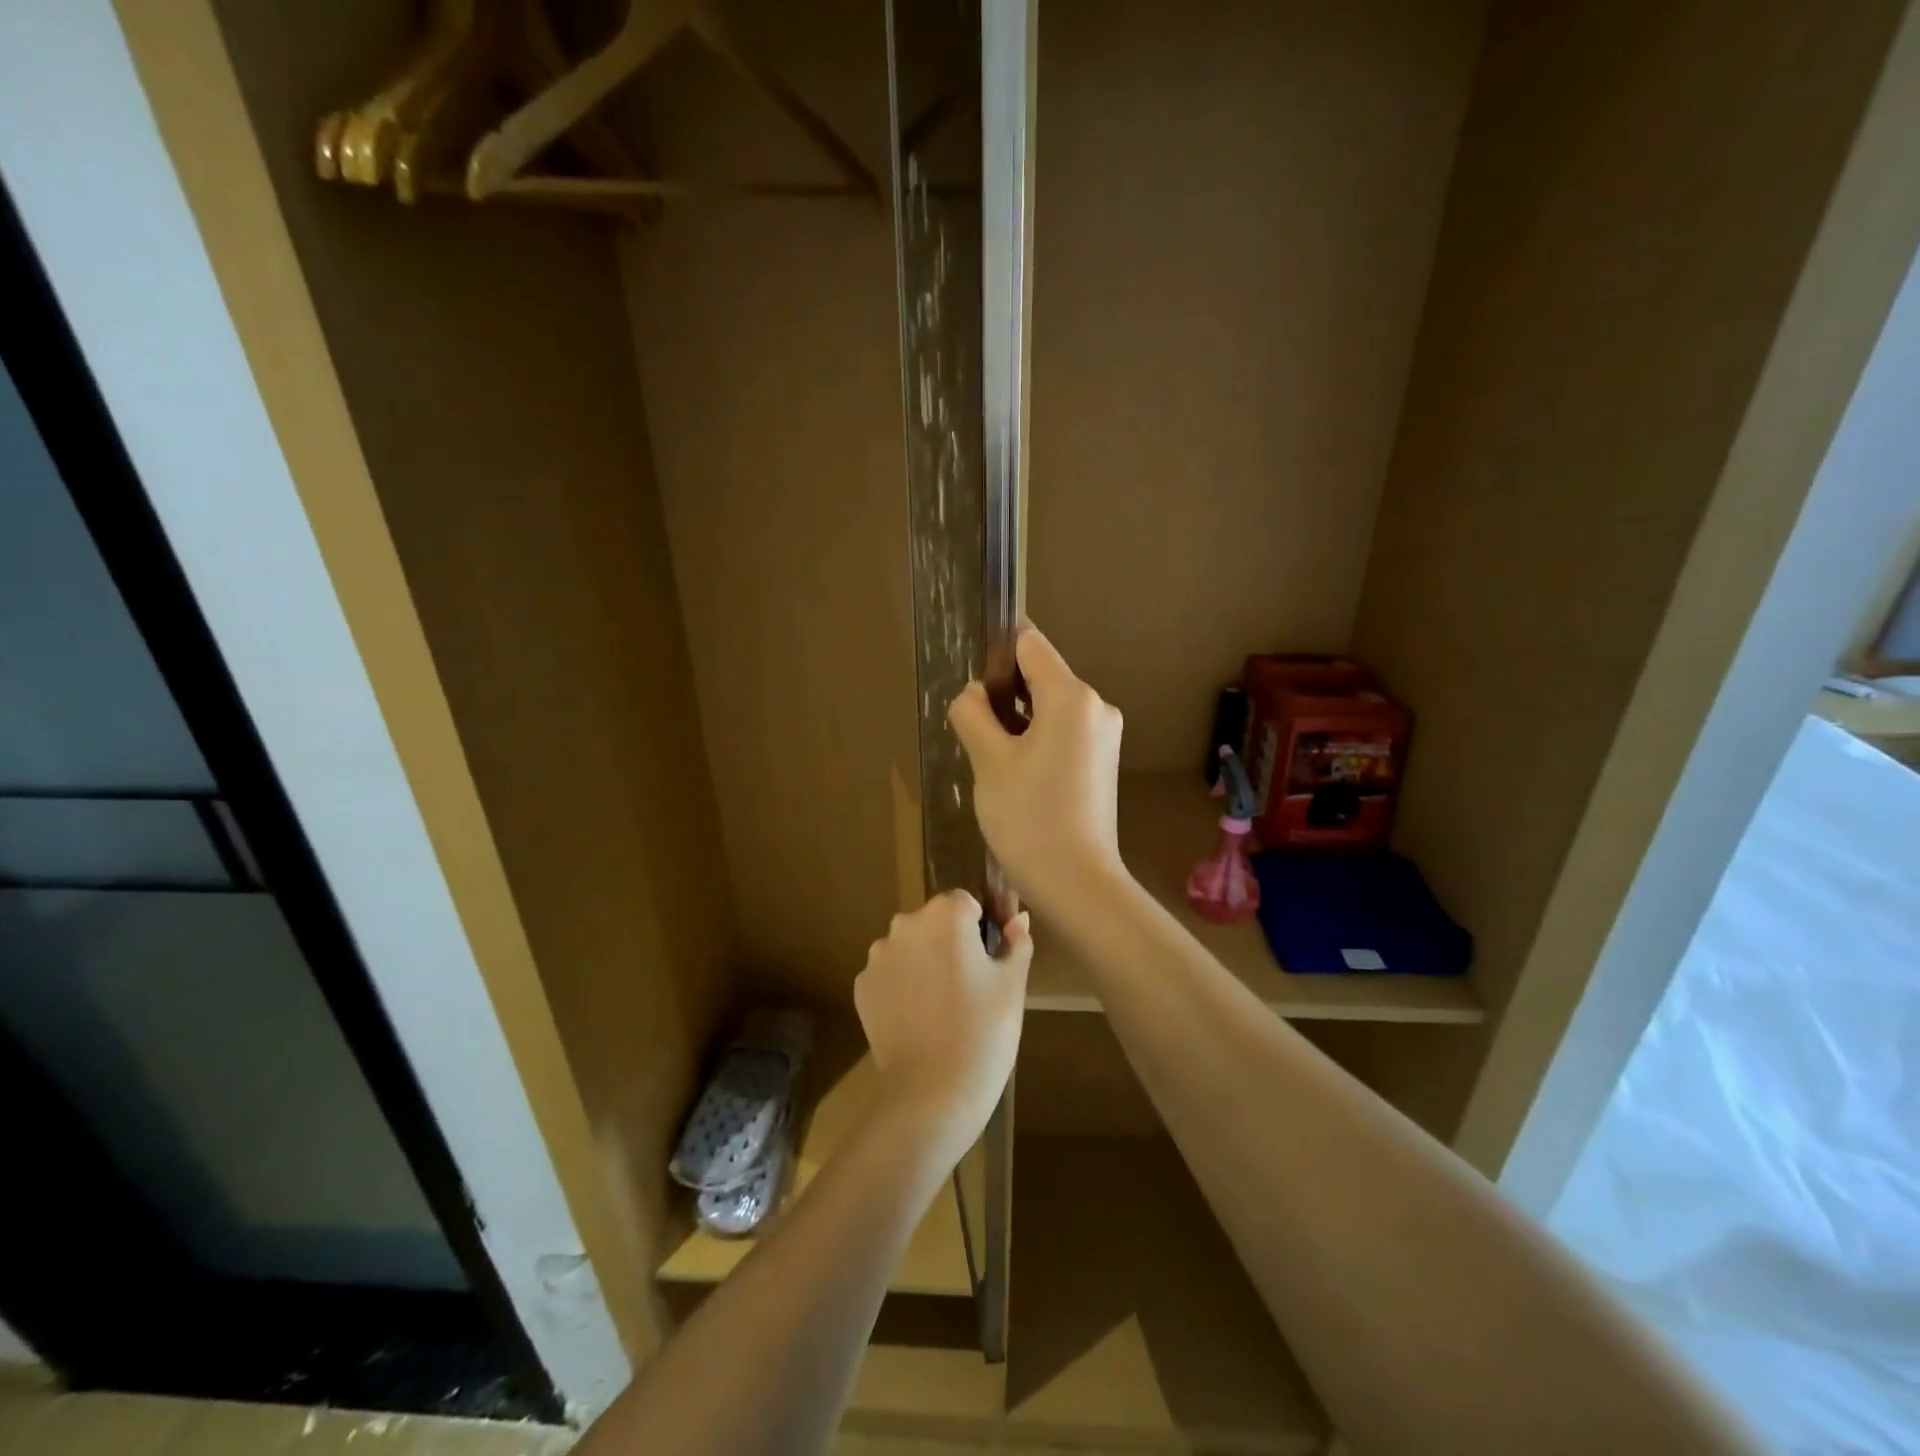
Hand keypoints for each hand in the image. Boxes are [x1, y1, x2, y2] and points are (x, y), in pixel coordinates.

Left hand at [854, 890, 1030, 1163]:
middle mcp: (906, 925)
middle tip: (970, 987)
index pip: (964, 903)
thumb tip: (1017, 919)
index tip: (990, 960)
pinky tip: (918, 1021)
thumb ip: (1016, 943)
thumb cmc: (983, 1032)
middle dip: (949, 944)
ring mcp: (879, 957)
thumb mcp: (1012, 985)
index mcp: (945, 916)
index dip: (979, 928)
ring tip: (942, 1008)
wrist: (931, 1093)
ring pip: (909, 948)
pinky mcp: (862, 987)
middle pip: (933, 923)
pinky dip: (902, 989)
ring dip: (923, 964)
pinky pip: (889, 976)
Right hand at [949, 625, 1125, 915]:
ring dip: (1018, 722)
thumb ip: (973, 713)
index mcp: (1072, 696)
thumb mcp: (988, 760)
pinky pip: (1064, 732)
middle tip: (978, 737)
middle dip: (1005, 695)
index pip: (1030, 644)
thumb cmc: (1028, 817)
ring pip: (1050, 707)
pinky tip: (1018, 777)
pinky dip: (1037, 741)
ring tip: (994, 763)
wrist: (1076, 882)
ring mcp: (1104, 735)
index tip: (973, 687)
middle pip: (1041, 676)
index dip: (997, 653)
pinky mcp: (1103, 761)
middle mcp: (1097, 706)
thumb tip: (975, 694)